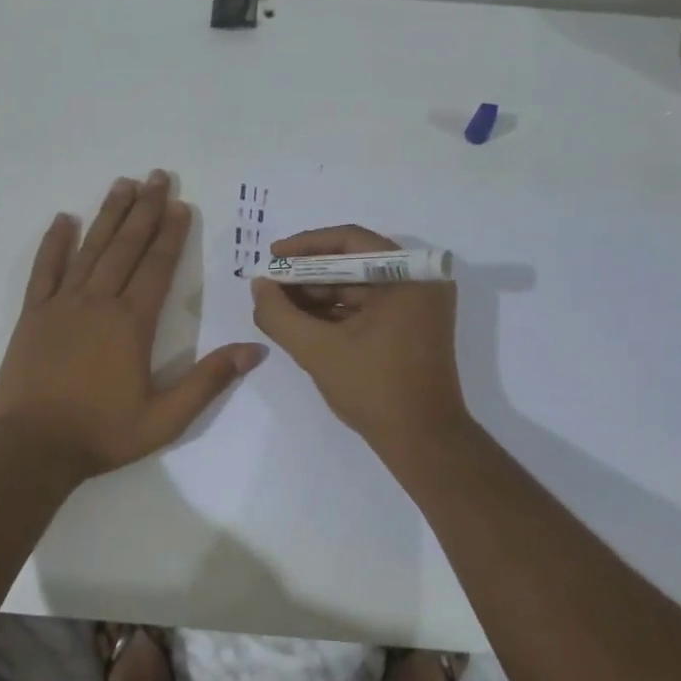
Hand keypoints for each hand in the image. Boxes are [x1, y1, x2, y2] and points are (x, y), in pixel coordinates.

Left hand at [0, 171, 266, 479]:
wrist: (33, 447)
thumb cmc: (102, 433)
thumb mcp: (166, 418)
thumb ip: (209, 381)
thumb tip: (255, 349)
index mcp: (132, 324)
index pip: (157, 267)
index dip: (172, 235)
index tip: (181, 205)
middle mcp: (98, 302)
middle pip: (125, 247)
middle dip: (144, 210)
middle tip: (157, 176)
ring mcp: (61, 305)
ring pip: (89, 249)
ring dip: (108, 215)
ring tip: (122, 184)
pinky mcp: (33, 315)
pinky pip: (44, 270)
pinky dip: (54, 244)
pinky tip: (62, 220)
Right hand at [250, 225, 469, 457]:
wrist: (422, 440)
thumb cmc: (374, 389)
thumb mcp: (317, 350)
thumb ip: (280, 315)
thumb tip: (259, 286)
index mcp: (409, 275)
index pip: (349, 240)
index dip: (304, 247)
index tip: (271, 258)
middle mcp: (420, 281)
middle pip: (353, 263)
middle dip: (308, 275)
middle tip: (270, 287)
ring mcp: (418, 305)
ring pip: (358, 287)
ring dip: (318, 296)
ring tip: (278, 308)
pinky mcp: (412, 327)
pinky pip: (368, 308)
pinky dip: (336, 313)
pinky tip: (302, 323)